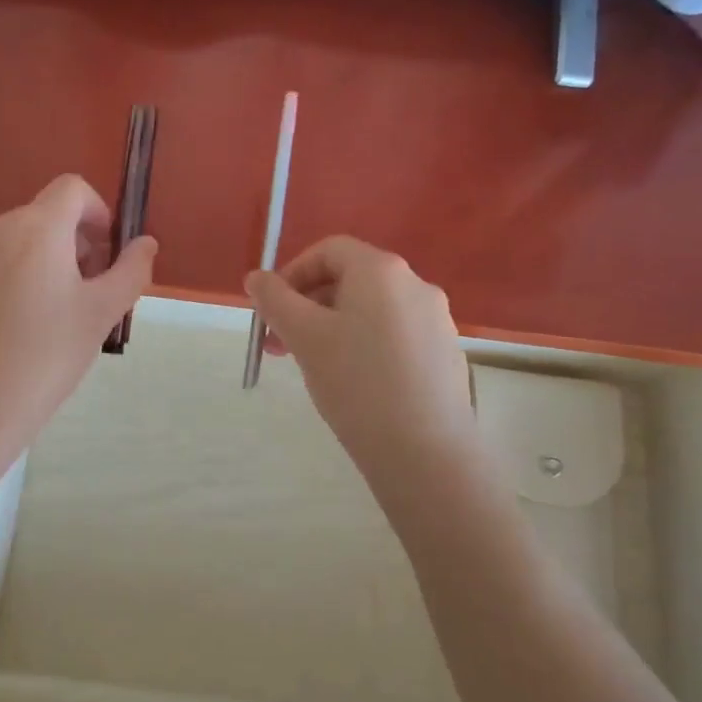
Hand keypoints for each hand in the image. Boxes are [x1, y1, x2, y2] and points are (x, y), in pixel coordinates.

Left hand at [0, 174, 156, 456]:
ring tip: (70, 314)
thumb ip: (131, 270)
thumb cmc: (46, 355)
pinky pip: (8, 261)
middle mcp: (1, 228)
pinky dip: (32, 275)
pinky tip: (37, 325)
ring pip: (30, 239)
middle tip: (98, 292)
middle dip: (83, 242)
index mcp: (37, 226)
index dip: (101, 214)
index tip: (111, 257)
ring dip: (59, 260)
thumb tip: (146, 243)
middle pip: (52, 214)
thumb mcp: (102, 312)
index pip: (74, 189)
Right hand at [246, 237, 473, 469]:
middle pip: (350, 279)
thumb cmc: (356, 383)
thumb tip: (256, 278)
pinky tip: (353, 384)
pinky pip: (394, 335)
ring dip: (332, 327)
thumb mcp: (304, 338)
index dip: (292, 273)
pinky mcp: (445, 353)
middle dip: (308, 305)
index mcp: (381, 271)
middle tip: (281, 345)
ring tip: (312, 366)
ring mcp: (436, 320)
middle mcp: (416, 284)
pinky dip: (364, 345)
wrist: (424, 451)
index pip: (329, 250)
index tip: (272, 311)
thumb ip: (275, 300)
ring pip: (371, 310)